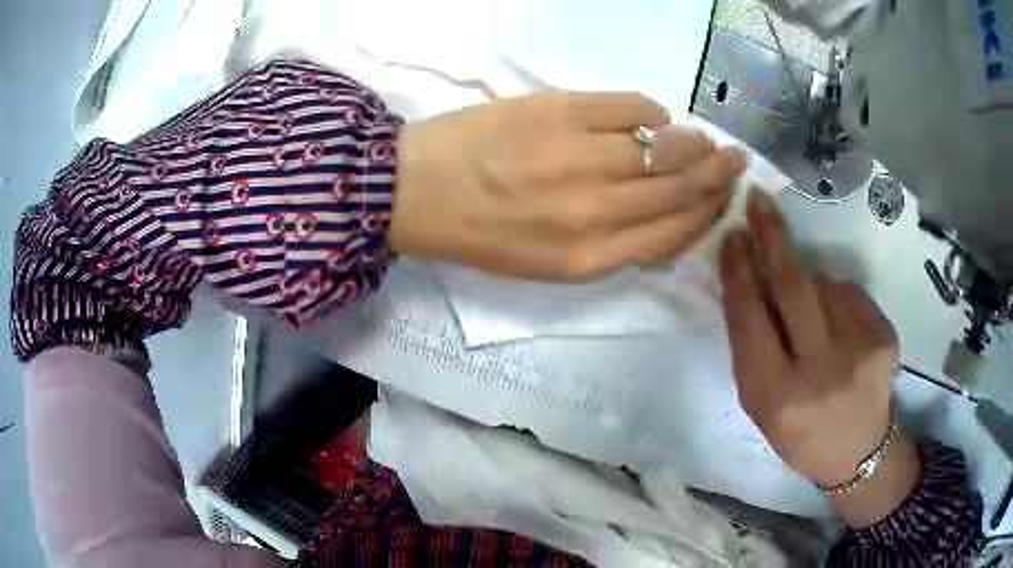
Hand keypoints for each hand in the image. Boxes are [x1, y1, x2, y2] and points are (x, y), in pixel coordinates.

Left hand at [389, 91, 746, 280]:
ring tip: (706, 141)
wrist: (416, 190)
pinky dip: (651, 113)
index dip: (707, 213)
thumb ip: (611, 246)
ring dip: (694, 143)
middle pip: (679, 188)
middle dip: (717, 175)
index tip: (724, 198)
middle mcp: (594, 210)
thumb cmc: (480, 234)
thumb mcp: (549, 266)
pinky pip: (631, 107)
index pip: (673, 232)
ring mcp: (579, 155)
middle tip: (735, 161)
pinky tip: (653, 118)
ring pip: (665, 147)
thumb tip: (666, 216)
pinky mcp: (560, 109)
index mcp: (589, 258)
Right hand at [720, 190, 919, 525]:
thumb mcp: (762, 406)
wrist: (860, 453)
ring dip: (808, 286)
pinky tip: (839, 328)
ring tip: (812, 320)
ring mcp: (859, 350)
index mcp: (777, 395)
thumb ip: (753, 348)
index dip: (738, 271)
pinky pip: (849, 294)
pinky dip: (836, 299)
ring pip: (823, 284)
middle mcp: (820, 370)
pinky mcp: (884, 336)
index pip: (750, 318)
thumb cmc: (800, 434)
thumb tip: (751, 281)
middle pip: (792, 285)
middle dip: (771, 237)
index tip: (732, 237)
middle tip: (758, 201)